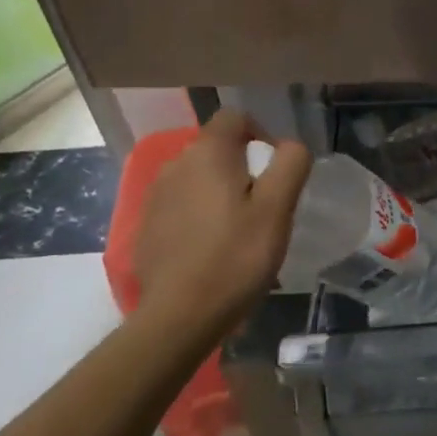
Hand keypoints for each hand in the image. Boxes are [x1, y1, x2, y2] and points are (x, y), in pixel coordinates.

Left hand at [130, 110, 310, 332]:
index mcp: (207, 153)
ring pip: (197, 178)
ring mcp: (155, 197)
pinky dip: (198, 215)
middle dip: (242, 166)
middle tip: (264, 205)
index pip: (234, 117)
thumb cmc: (235, 257)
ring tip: (239, 229)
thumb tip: (290, 145)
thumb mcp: (278, 209)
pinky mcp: (146, 228)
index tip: (275, 168)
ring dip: (219, 191)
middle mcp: (175, 165)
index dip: (260, 133)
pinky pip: (180, 206)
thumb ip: (290, 164)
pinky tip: (211, 248)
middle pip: (216, 148)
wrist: (178, 318)